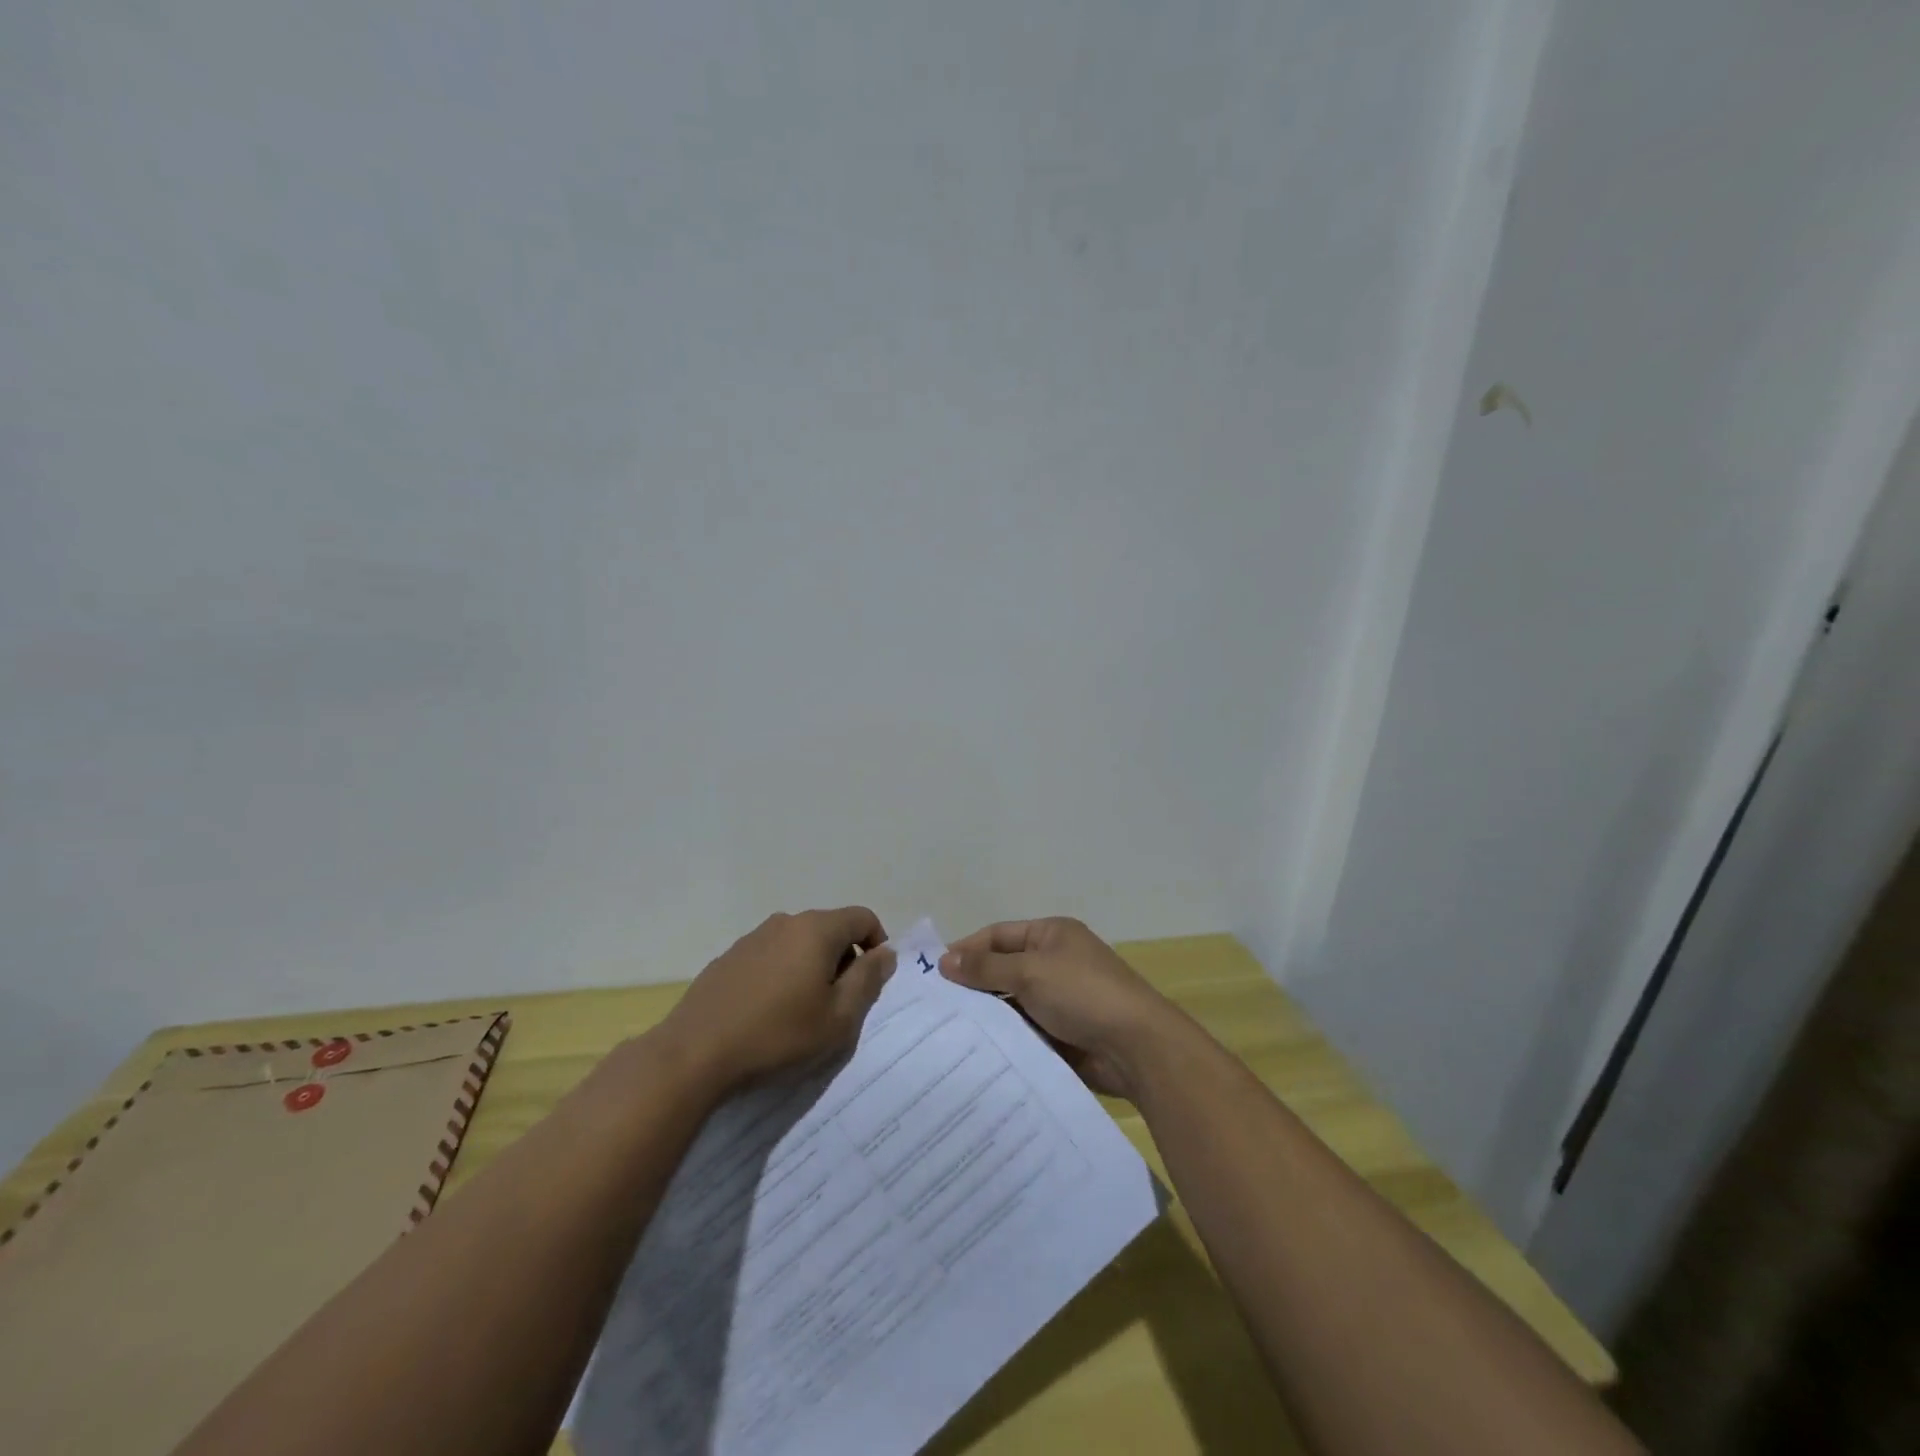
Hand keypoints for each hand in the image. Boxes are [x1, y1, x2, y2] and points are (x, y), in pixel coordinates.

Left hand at [662, 907, 893, 1093]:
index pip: (862, 918)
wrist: (695, 1054)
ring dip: (811, 966)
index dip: (877, 944)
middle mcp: (785, 922)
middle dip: (844, 959)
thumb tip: (885, 953)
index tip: (872, 981)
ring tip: (802, 1010)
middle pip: (830, 928)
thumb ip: (868, 980)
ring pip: (798, 942)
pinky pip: (770, 956)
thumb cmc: (778, 1035)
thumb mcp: (838, 1018)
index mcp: (816, 929)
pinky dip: (782, 973)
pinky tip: (768, 1011)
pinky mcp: (728, 957)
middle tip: (839, 1003)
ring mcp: (752, 937)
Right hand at [940, 918, 1177, 1098]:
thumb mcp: (1030, 972)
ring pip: (1012, 1004)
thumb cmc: (1083, 994)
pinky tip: (977, 1054)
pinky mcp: (1062, 1034)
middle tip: (935, 1009)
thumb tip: (944, 960)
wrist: (1137, 1047)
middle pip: (1003, 970)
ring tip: (948, 1034)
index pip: (998, 935)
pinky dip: (1005, 1040)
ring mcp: (1059, 1000)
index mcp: (1051, 935)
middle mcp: (1054, 962)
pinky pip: (1025, 1032)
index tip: (934, 974)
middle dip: (973, 987)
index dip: (967, 950)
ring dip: (988, 1016)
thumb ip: (986, 968)